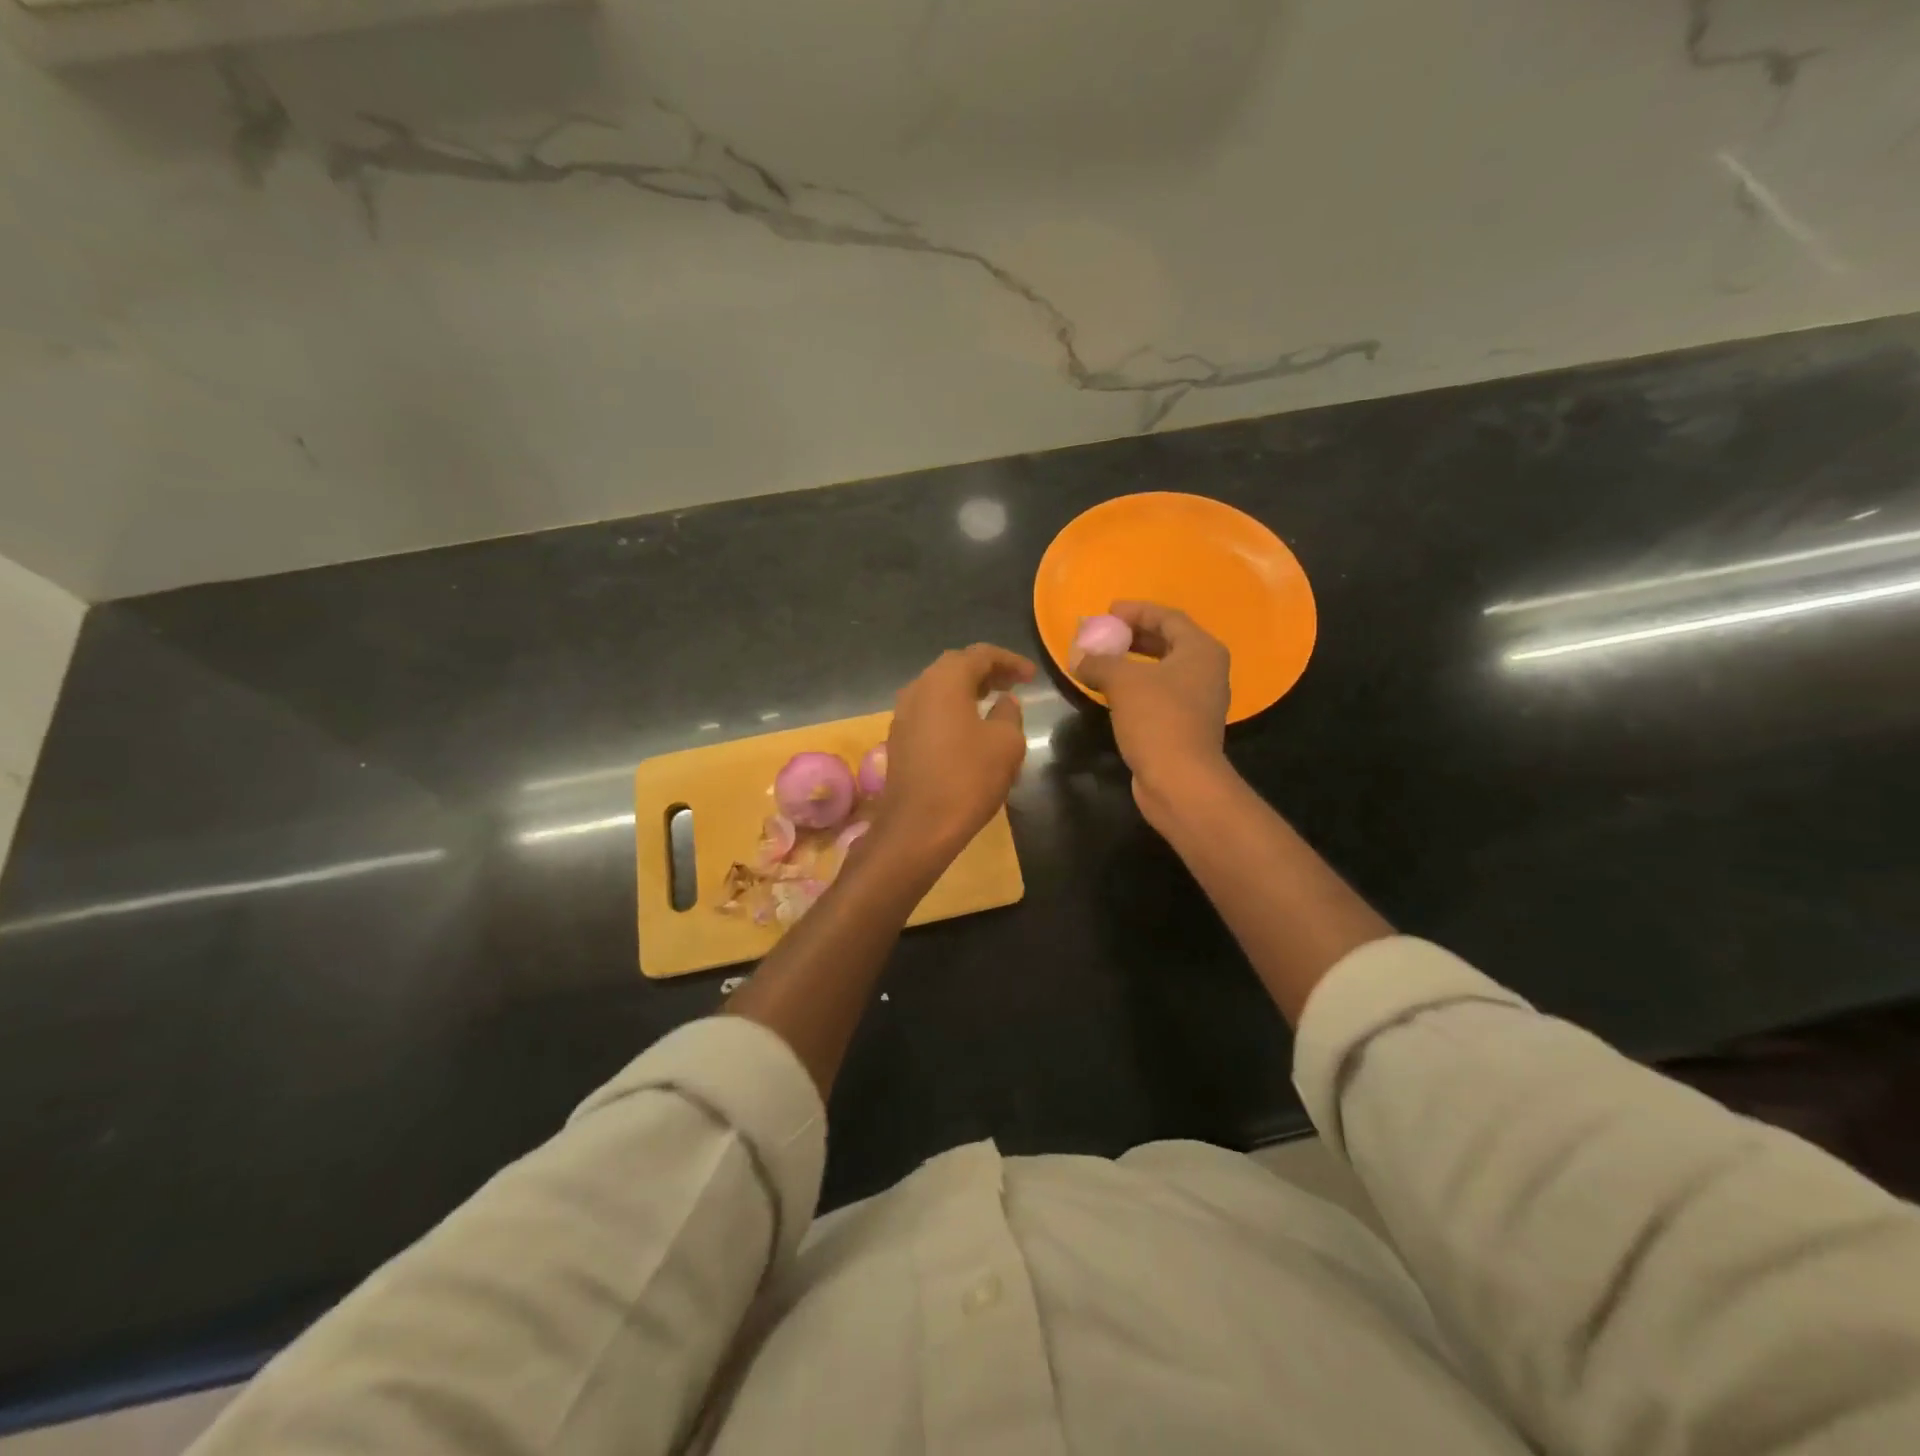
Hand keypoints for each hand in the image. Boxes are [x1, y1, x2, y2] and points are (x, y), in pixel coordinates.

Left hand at [874, 644, 1035, 863]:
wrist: (917, 827)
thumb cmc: (967, 778)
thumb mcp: (1005, 743)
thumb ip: (1009, 714)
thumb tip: (1004, 703)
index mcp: (944, 681)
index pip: (980, 654)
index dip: (1009, 661)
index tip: (1031, 676)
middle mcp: (917, 689)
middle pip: (955, 667)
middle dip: (987, 672)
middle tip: (1013, 684)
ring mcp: (902, 715)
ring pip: (939, 689)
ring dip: (967, 691)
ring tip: (994, 702)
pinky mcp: (899, 739)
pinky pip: (929, 712)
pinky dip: (952, 710)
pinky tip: (969, 728)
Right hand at [1072, 601, 1231, 824]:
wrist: (1180, 780)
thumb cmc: (1158, 719)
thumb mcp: (1123, 682)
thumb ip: (1099, 661)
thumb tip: (1078, 656)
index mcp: (1201, 651)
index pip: (1168, 618)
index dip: (1137, 611)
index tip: (1108, 611)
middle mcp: (1206, 671)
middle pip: (1168, 642)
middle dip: (1133, 636)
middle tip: (1104, 634)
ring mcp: (1198, 700)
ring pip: (1162, 670)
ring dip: (1132, 663)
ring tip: (1102, 660)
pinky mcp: (1185, 725)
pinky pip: (1159, 694)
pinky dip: (1136, 687)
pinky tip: (1111, 692)